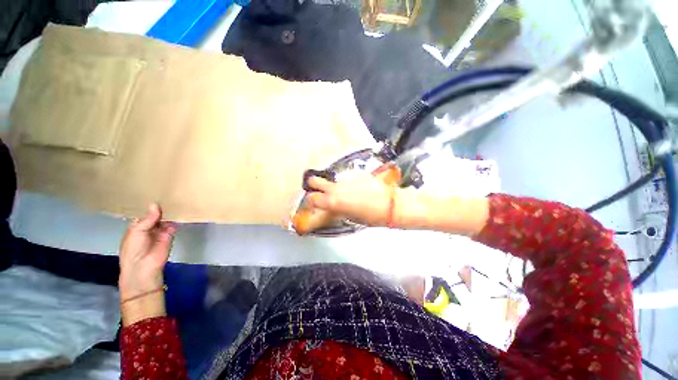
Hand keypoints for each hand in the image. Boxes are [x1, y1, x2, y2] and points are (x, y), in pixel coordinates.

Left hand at [118, 204, 175, 324]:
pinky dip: (176, 219)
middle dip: (160, 208)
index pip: (144, 214)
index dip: (148, 206)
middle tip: (168, 194)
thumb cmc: (133, 249)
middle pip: (155, 215)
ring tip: (175, 200)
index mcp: (136, 226)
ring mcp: (160, 231)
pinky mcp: (170, 234)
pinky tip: (180, 211)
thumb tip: (155, 204)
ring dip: (169, 213)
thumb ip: (147, 219)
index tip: (154, 193)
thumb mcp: (136, 231)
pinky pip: (174, 225)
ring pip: (165, 219)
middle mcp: (148, 227)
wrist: (144, 266)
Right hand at [307, 174, 395, 226]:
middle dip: (313, 185)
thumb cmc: (370, 216)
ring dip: (334, 186)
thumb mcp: (350, 217)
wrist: (390, 203)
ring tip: (344, 194)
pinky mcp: (356, 174)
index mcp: (332, 201)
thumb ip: (337, 210)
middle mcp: (335, 188)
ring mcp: (345, 179)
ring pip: (333, 181)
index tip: (313, 204)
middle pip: (315, 181)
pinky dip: (348, 184)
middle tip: (318, 190)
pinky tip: (357, 190)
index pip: (311, 198)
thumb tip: (332, 207)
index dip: (310, 202)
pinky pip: (347, 179)